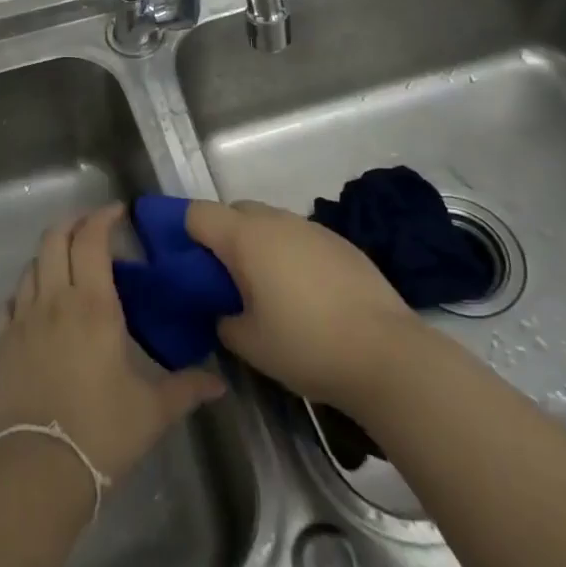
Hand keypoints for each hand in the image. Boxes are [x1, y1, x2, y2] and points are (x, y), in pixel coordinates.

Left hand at [0, 204, 225, 479]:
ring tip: (67, 266)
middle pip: (55, 239)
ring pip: (31, 266)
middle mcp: (54, 299)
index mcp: (93, 304)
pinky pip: (9, 301)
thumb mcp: (152, 411)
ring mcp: (22, 319)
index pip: (92, 239)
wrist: (36, 471)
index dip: (103, 217)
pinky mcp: (0, 343)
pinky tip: (35, 305)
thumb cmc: (101, 433)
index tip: (118, 212)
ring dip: (49, 255)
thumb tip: (219, 383)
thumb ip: (186, 389)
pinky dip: (24, 292)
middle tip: (92, 229)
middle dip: (73, 224)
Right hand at [185, 199, 417, 409]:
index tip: (178, 260)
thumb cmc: (306, 345)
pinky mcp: (340, 242)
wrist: (387, 354)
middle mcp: (275, 220)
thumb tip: (223, 310)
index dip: (180, 231)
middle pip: (233, 212)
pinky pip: (298, 237)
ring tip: (264, 289)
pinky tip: (303, 294)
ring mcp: (311, 228)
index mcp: (245, 237)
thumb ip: (222, 319)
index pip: (196, 213)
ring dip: (257, 244)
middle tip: (221, 279)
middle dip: (220, 236)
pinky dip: (288, 254)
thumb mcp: (248, 343)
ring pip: (268, 223)